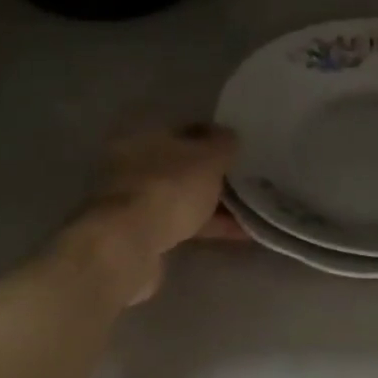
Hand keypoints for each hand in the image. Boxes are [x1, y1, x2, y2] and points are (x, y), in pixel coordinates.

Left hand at [73, 125, 236, 304]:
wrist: (128, 246)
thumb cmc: (170, 188)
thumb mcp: (208, 157)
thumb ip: (223, 144)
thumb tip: (229, 137)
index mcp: (144, 136)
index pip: (184, 132)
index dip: (213, 139)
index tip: (238, 152)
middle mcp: (133, 165)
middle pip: (182, 167)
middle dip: (213, 176)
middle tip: (244, 182)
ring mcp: (134, 203)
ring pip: (182, 198)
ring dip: (213, 205)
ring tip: (249, 212)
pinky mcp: (140, 235)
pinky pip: (182, 225)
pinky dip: (207, 227)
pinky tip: (238, 233)